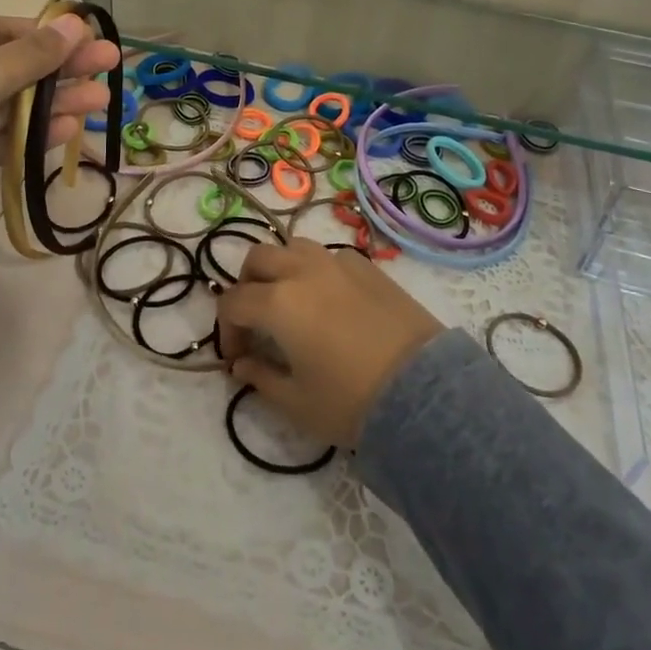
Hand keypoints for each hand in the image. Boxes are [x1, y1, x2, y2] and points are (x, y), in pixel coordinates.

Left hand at [0, 14, 119, 183]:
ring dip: (52, 104)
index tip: (89, 40)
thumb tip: (76, 22)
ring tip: (101, 103)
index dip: (47, 36)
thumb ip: (32, 54)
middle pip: (9, 67)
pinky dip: (29, 134)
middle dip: (59, 71)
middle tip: (109, 69)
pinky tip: (68, 131)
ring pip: (6, 106)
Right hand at [217, 239, 444, 448]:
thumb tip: (241, 365)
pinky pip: (329, 256)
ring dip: (280, 268)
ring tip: (288, 300)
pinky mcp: (368, 266)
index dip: (227, 330)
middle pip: (257, 259)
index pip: (233, 303)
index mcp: (278, 302)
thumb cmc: (351, 401)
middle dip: (246, 286)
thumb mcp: (297, 402)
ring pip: (293, 246)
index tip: (238, 358)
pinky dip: (315, 269)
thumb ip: (261, 378)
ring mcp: (338, 263)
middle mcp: (303, 271)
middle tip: (254, 320)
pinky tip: (328, 299)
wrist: (423, 391)